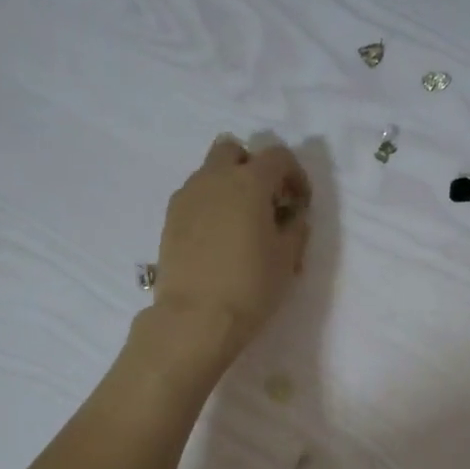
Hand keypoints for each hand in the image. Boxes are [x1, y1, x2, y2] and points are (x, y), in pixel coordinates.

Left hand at [144, 136, 311, 377]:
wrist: (195, 318)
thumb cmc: (251, 286)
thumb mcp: (287, 258)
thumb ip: (295, 227)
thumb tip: (291, 215)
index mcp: (249, 181)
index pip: (278, 156)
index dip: (295, 175)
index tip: (300, 203)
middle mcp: (214, 178)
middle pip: (233, 150)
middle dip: (252, 167)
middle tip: (265, 201)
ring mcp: (187, 196)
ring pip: (209, 173)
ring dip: (228, 186)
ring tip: (240, 223)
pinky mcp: (170, 219)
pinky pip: (194, 197)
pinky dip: (209, 206)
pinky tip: (218, 239)